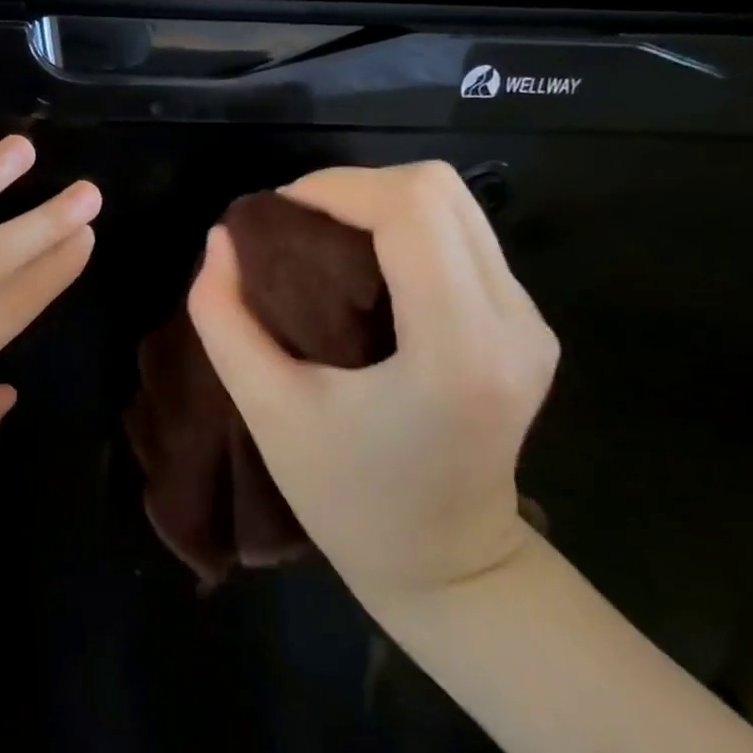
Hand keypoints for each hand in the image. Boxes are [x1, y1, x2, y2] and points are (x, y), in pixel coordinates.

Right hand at [186, 161, 556, 604]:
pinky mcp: (528, 325)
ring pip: (457, 206)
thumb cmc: (347, 498)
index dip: (336, 187)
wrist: (446, 565)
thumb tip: (221, 239)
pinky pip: (464, 238)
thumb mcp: (266, 410)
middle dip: (355, 187)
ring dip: (380, 205)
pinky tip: (365, 268)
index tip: (276, 212)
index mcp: (454, 350)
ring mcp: (531, 322)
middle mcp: (512, 322)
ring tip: (321, 240)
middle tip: (294, 224)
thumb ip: (225, 318)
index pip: (411, 210)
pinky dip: (405, 230)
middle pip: (441, 190)